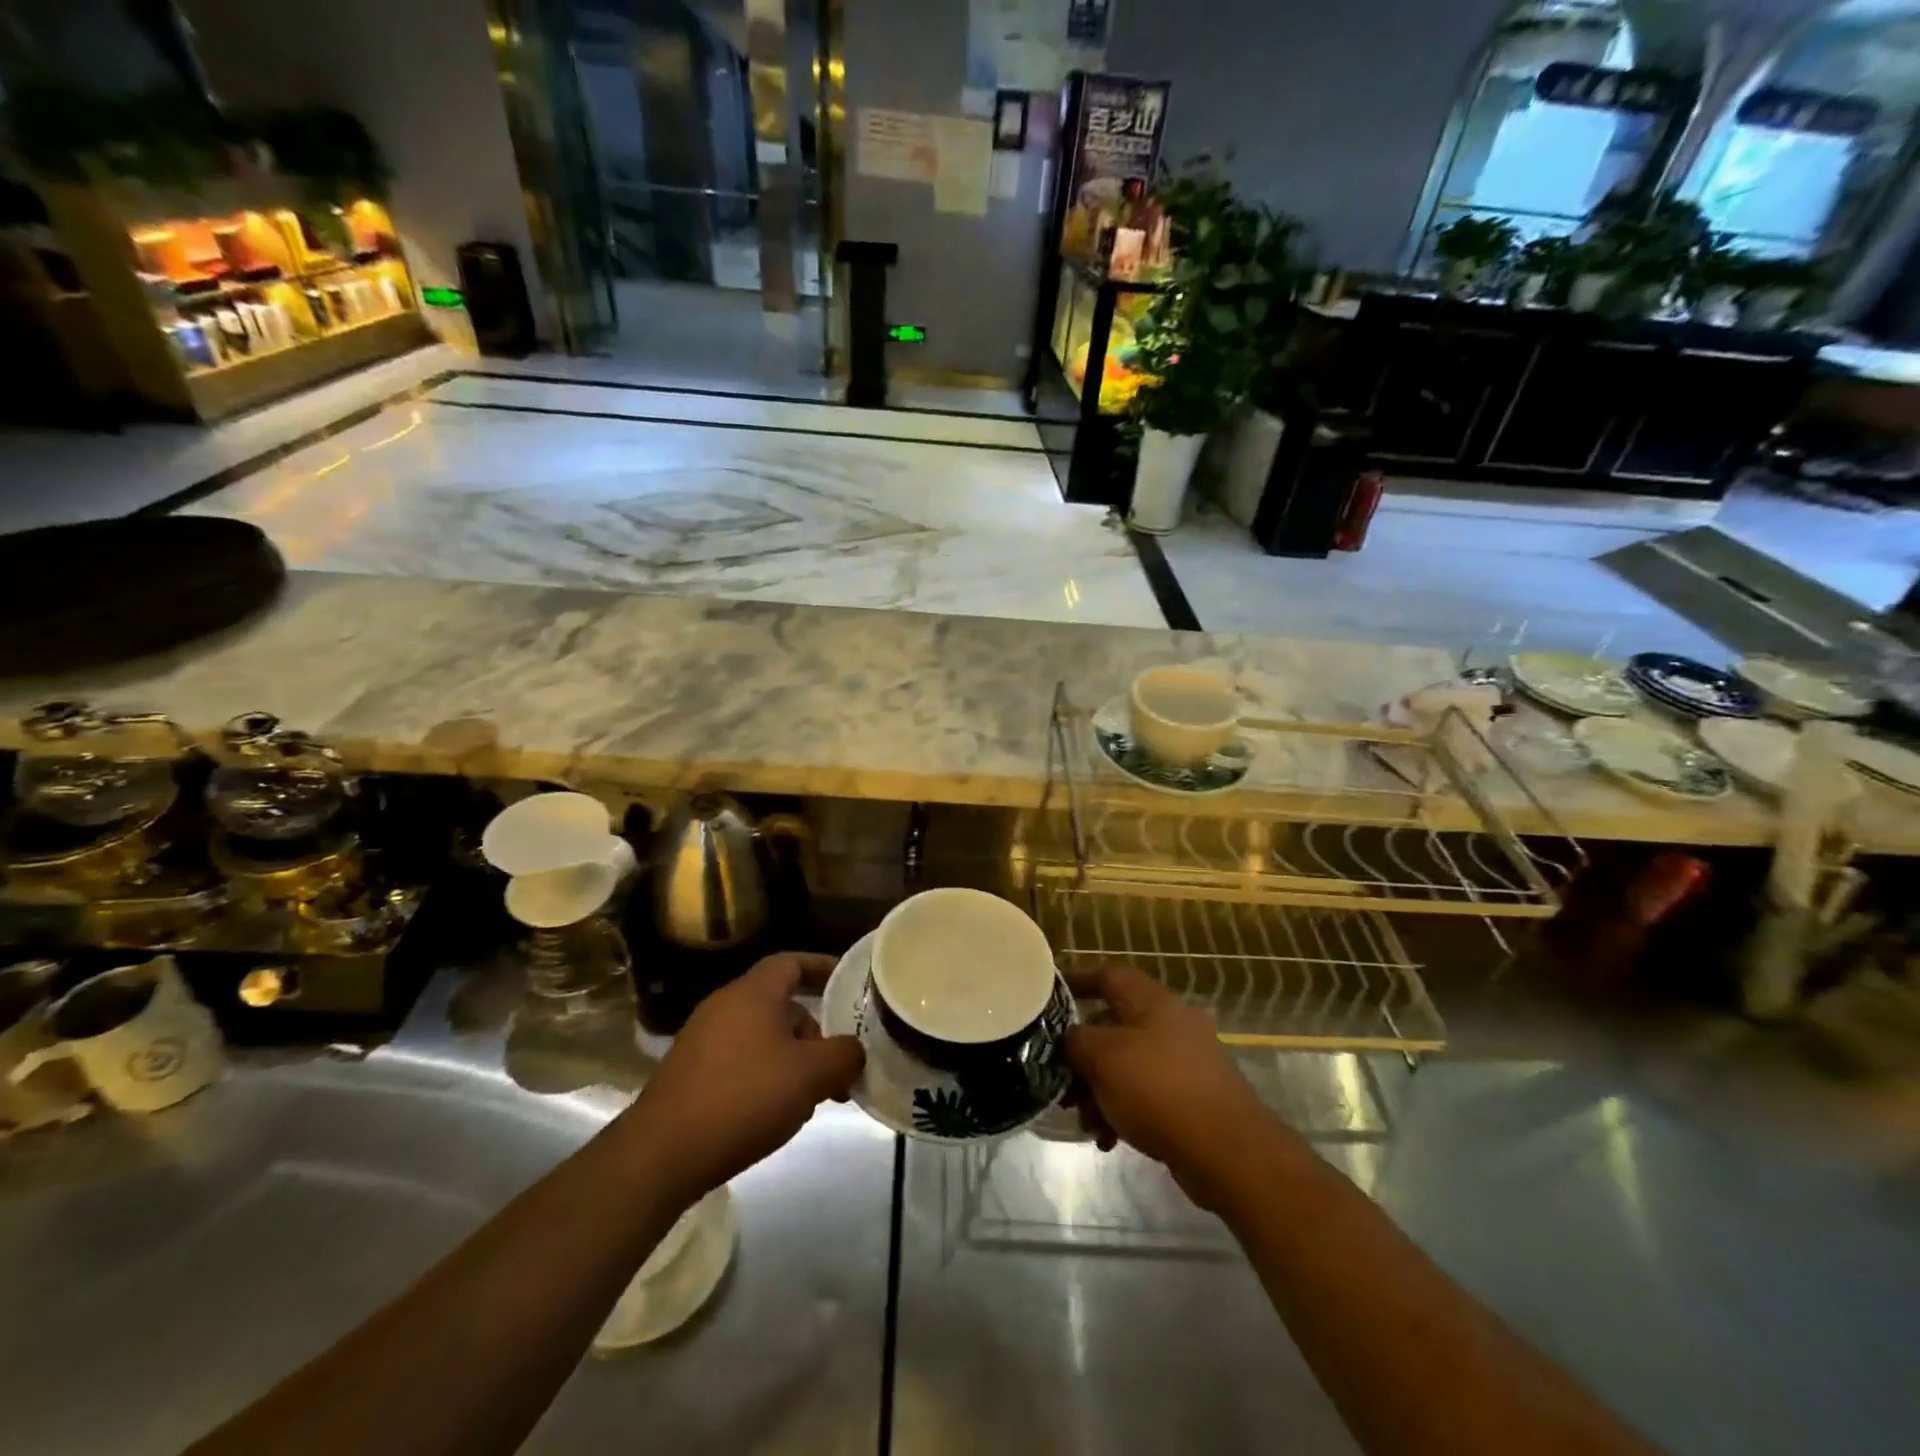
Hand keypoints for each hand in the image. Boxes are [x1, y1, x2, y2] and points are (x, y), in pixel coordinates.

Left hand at [624, 952, 863, 1204]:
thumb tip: (853, 1051)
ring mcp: (701, 1040)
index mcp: (753, 993)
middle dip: (814, 1033)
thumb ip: (844, 1055)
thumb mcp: (811, 1075)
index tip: (849, 982)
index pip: (792, 962)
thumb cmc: (745, 1098)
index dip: (823, 967)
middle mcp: (724, 1006)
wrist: (662, 1154)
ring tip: (810, 1098)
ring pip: (761, 1038)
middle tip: (836, 1066)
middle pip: (780, 1005)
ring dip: (791, 1060)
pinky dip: (764, 1077)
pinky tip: (773, 1114)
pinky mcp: (688, 1074)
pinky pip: (739, 1062)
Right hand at [1066, 965, 1277, 1211]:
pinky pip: (1145, 1094)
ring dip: (1099, 1089)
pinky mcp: (1192, 1097)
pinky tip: (1108, 1139)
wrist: (1226, 1150)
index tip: (1048, 994)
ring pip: (1127, 1064)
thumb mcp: (1102, 1056)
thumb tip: (1070, 1038)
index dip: (1077, 979)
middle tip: (1059, 1079)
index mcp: (1151, 1000)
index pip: (1108, 975)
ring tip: (1084, 1121)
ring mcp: (1185, 1061)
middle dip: (1082, 1054)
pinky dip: (1123, 1110)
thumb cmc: (1157, 1088)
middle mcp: (1170, 1022)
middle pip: (1113, 1025)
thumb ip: (1076, 1040)